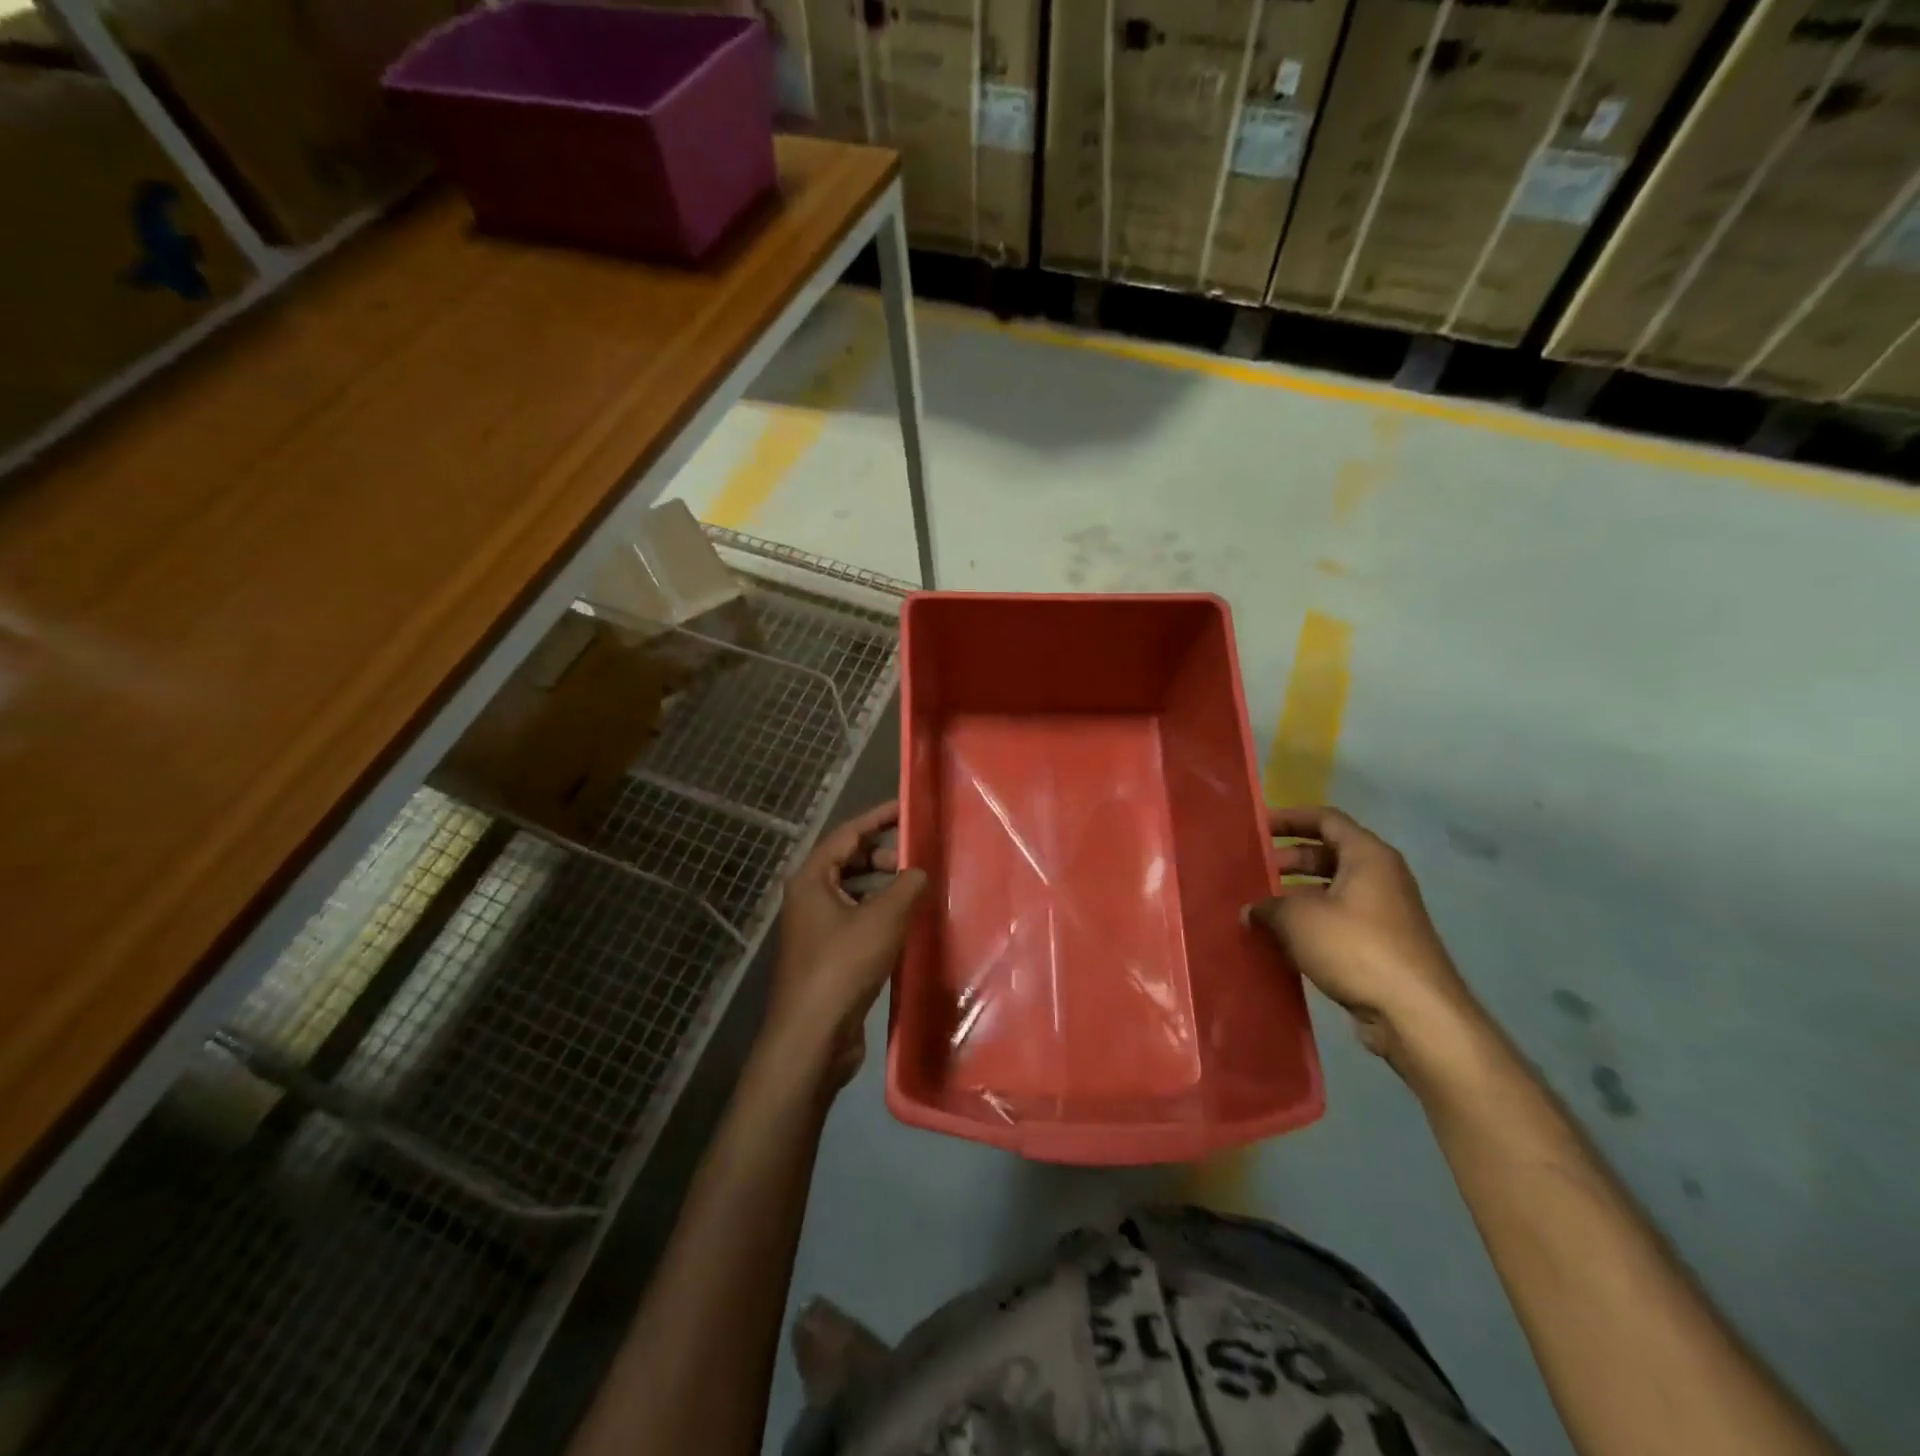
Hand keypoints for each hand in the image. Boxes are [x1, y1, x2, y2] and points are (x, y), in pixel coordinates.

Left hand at [766, 801, 926, 1087]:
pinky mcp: (828, 957)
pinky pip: (856, 920)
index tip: (907, 809)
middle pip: (848, 862)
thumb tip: (919, 871)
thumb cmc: (843, 965)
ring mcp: (816, 929)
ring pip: (854, 893)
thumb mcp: (883, 918)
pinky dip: (879, 915)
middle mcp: (808, 898)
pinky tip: (906, 925)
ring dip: (883, 888)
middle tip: (916, 860)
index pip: (847, 834)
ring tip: (917, 891)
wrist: (812, 1037)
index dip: (878, 818)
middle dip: (883, 855)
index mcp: (811, 879)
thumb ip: (906, 885)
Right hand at [1247, 806, 1483, 1073]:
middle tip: (1252, 869)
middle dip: (1288, 859)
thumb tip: (1250, 910)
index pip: (1326, 819)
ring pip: (1331, 889)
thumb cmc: (1356, 948)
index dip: (1290, 818)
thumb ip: (1268, 906)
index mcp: (1367, 855)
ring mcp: (1383, 912)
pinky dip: (1309, 921)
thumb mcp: (1298, 919)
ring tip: (1259, 905)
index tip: (1256, 827)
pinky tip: (1280, 938)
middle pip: (1328, 853)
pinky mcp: (1380, 944)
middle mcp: (1380, 876)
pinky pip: (1337, 919)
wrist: (1414, 1013)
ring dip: (1295, 894)